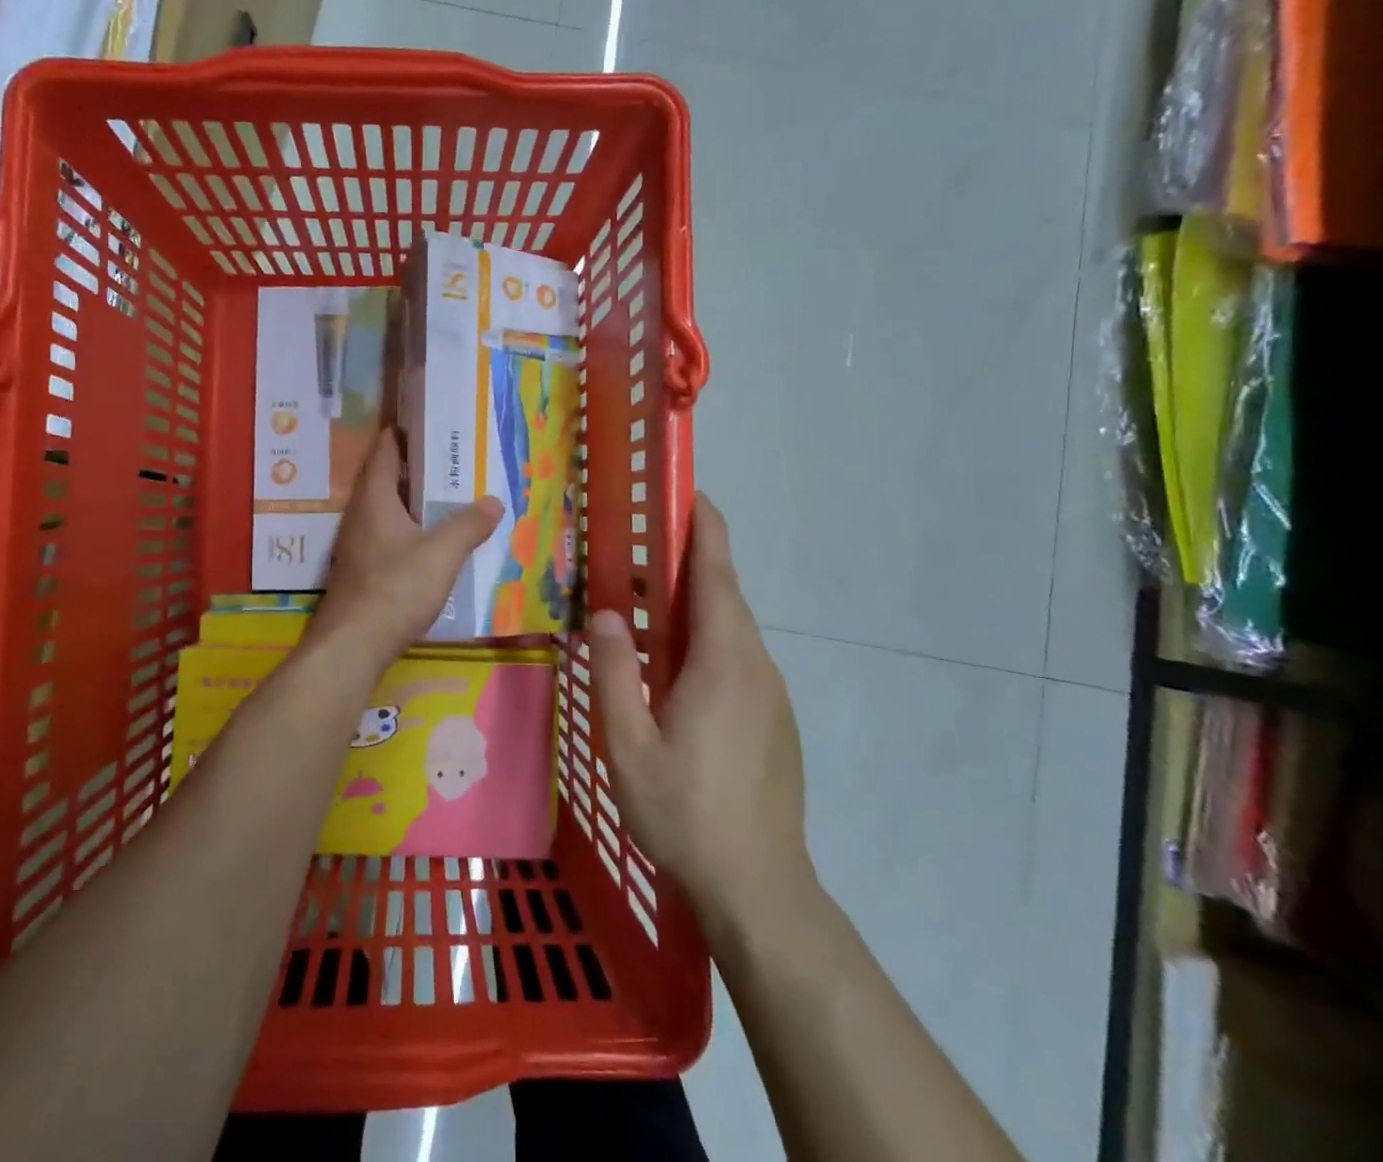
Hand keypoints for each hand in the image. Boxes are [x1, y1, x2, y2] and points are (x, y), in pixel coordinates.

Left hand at [308, 430, 502, 660]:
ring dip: (412, 502)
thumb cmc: (395, 589)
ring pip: (386, 511)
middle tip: (451, 462)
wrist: (352, 647)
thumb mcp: (442, 554)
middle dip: (415, 469)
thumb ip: (469, 525)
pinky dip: (408, 530)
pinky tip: (431, 543)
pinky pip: (387, 536)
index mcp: (375, 500)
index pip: (384, 452)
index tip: (427, 424)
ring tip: (447, 499)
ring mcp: (357, 545)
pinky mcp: (361, 571)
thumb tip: (493, 501)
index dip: (402, 435)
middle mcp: (360, 516)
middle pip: (385, 480)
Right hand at [588, 494, 812, 929]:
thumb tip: (607, 614)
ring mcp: (771, 694)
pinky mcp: (775, 719)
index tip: (688, 493)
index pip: (716, 574)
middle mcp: (756, 665)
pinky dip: (706, 641)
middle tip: (641, 547)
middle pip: (724, 595)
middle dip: (690, 561)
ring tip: (647, 605)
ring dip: (695, 605)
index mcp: (723, 660)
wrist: (760, 888)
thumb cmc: (686, 813)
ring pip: (731, 630)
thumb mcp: (629, 745)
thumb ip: (615, 672)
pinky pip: (738, 660)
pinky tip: (674, 668)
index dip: (705, 528)